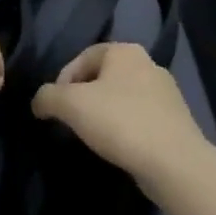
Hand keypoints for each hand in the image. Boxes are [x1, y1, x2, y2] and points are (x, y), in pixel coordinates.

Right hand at [31, 42, 211, 187]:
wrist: (174, 163)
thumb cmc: (120, 121)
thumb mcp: (71, 104)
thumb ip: (48, 97)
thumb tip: (39, 102)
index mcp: (124, 51)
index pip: (83, 57)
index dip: (63, 80)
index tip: (55, 107)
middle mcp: (148, 64)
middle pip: (103, 77)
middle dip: (84, 97)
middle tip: (71, 121)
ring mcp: (166, 93)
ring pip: (122, 98)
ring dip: (104, 113)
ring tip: (93, 137)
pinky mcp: (176, 120)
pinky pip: (140, 117)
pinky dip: (125, 128)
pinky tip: (119, 147)